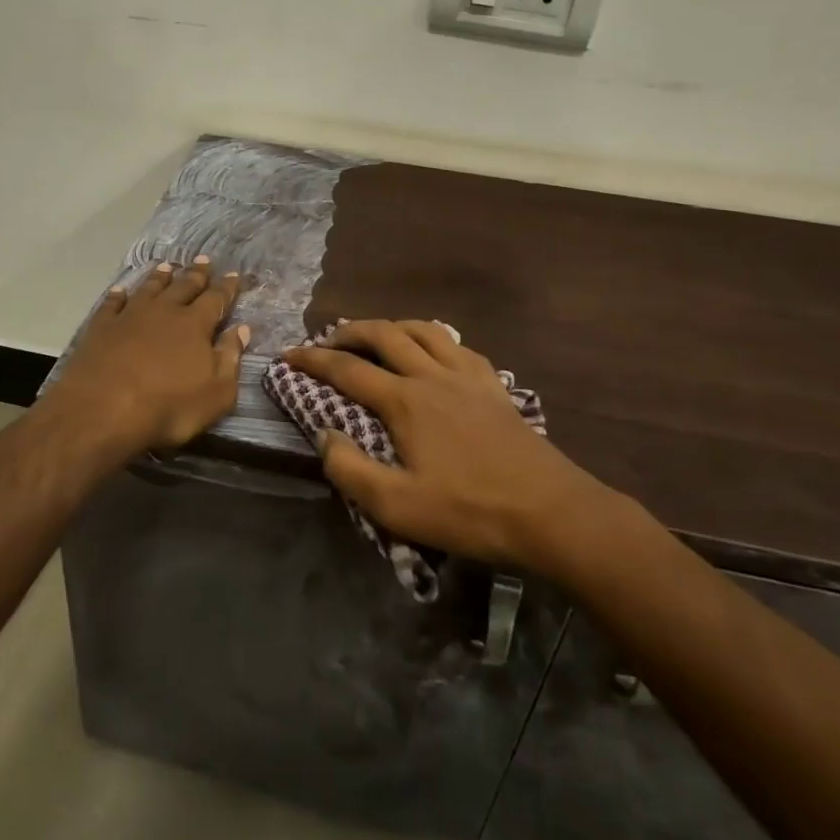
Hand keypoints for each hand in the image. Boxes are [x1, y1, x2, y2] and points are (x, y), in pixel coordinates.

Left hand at [47, 257, 248, 457]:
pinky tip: (120, 291)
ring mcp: (130, 316)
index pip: (216, 299)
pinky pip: (112, 303)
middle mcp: (164, 311)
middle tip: (204, 260)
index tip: (233, 274)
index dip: (227, 287)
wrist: (103, 410)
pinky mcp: (101, 327)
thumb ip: (230, 358)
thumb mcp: (216, 393)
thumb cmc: (168, 407)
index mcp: (195, 325)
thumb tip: (242, 329)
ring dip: (160, 277)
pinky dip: (118, 295)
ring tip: (167, 266)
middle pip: (184, 286)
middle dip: (197, 274)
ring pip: (149, 288)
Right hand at [283, 319, 616, 573]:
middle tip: (328, 340)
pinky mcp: (495, 386)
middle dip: (349, 331)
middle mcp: (432, 375)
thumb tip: (324, 435)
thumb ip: (351, 470)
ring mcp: (468, 376)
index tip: (289, 355)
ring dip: (392, 326)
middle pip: (384, 334)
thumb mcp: (398, 507)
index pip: (347, 370)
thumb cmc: (470, 512)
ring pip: (423, 330)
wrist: (551, 512)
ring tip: (376, 336)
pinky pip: (459, 347)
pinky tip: (435, 353)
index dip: (313, 360)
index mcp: (405, 401)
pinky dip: (435, 340)